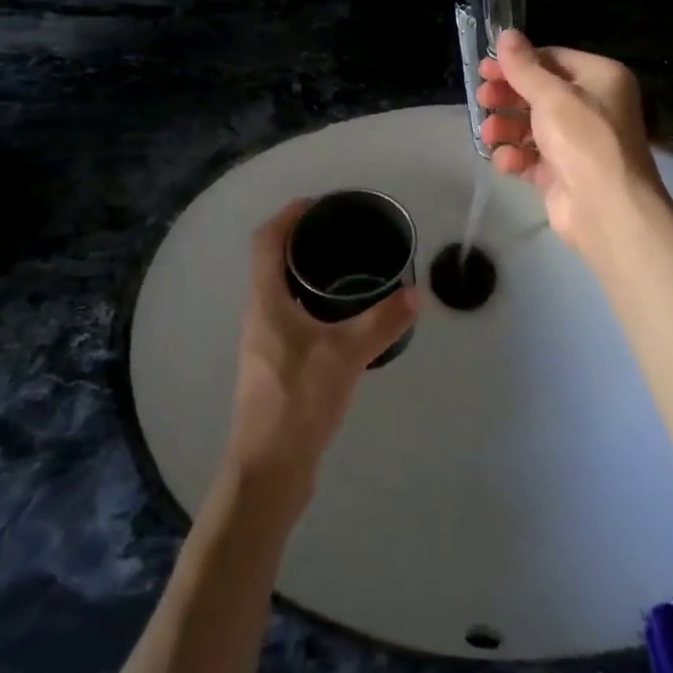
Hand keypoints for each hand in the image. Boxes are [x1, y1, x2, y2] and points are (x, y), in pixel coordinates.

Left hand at [224, 200, 418, 504]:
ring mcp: (263, 342)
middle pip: (271, 261)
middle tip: (340, 232)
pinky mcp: (274, 366)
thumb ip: (382, 321)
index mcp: (265, 300)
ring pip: (280, 291)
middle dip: (300, 240)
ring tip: (344, 268)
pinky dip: (310, 303)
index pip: (266, 240)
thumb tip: (414, 293)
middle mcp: (258, 314)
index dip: (288, 215)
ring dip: (304, 272)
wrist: (269, 470)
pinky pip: (289, 316)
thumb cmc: (299, 400)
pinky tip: (341, 319)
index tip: (317, 203)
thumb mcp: (347, 354)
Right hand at [477, 30, 666, 266]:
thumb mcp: (551, 95)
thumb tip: (506, 34)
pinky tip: (504, 161)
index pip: (552, 59)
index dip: (517, 63)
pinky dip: (517, 157)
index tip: (485, 69)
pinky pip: (534, 157)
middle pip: (540, 92)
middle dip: (508, 97)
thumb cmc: (583, 139)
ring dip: (507, 128)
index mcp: (601, 78)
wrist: (607, 209)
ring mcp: (579, 141)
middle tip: (482, 99)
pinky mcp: (565, 172)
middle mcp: (594, 106)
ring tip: (488, 135)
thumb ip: (524, 66)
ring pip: (533, 125)